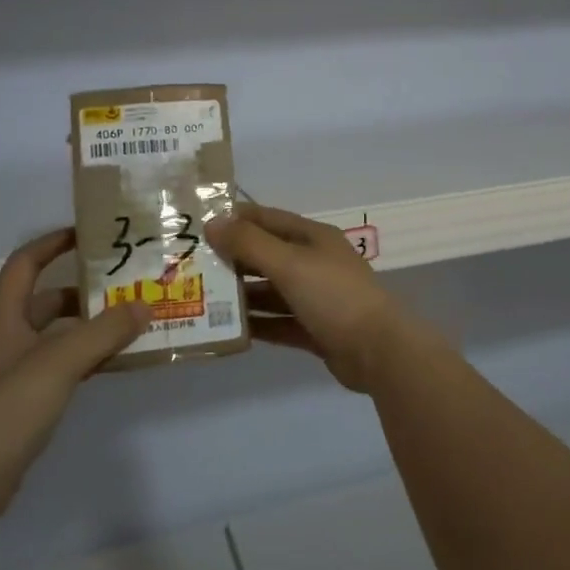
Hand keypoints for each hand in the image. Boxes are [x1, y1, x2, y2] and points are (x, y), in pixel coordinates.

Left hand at [0, 227, 148, 526]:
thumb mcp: (60, 360)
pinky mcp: (24, 402)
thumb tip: (145, 304)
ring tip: (134, 319)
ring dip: (91, 325)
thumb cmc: (6, 407)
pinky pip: (63, 366)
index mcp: (5, 316)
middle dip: (85, 289)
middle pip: (47, 299)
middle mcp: (8, 337)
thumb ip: (105, 331)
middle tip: (127, 282)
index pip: (26, 263)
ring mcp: (14, 371)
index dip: (53, 243)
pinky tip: (117, 362)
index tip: (90, 233)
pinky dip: (88, 358)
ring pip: (58, 335)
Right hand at [205, 203, 420, 391]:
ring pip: (271, 291)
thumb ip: (250, 243)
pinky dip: (257, 324)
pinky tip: (228, 328)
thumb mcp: (289, 263)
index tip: (198, 223)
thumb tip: (212, 222)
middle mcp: (314, 263)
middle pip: (267, 255)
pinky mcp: (315, 330)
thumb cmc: (333, 296)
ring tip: (200, 298)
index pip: (267, 219)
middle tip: (191, 265)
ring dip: (241, 294)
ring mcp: (316, 298)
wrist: (378, 350)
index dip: (235, 219)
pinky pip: (279, 322)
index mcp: (313, 238)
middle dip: (232, 259)